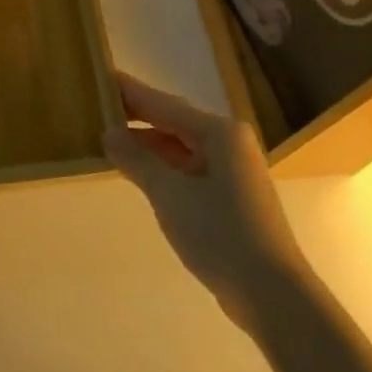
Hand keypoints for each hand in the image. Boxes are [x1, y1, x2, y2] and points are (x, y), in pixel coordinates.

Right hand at [102, 72, 296, 324]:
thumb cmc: (220, 233)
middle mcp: (229, 143)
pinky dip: (163, 167)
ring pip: (181, 148)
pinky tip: (139, 171)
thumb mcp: (169, 194)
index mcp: (220, 133)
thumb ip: (136, 160)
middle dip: (137, 117)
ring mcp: (232, 171)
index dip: (132, 93)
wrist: (271, 293)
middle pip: (174, 122)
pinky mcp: (230, 197)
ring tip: (109, 139)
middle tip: (100, 107)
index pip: (165, 105)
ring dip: (148, 145)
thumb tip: (109, 134)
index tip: (103, 77)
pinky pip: (188, 169)